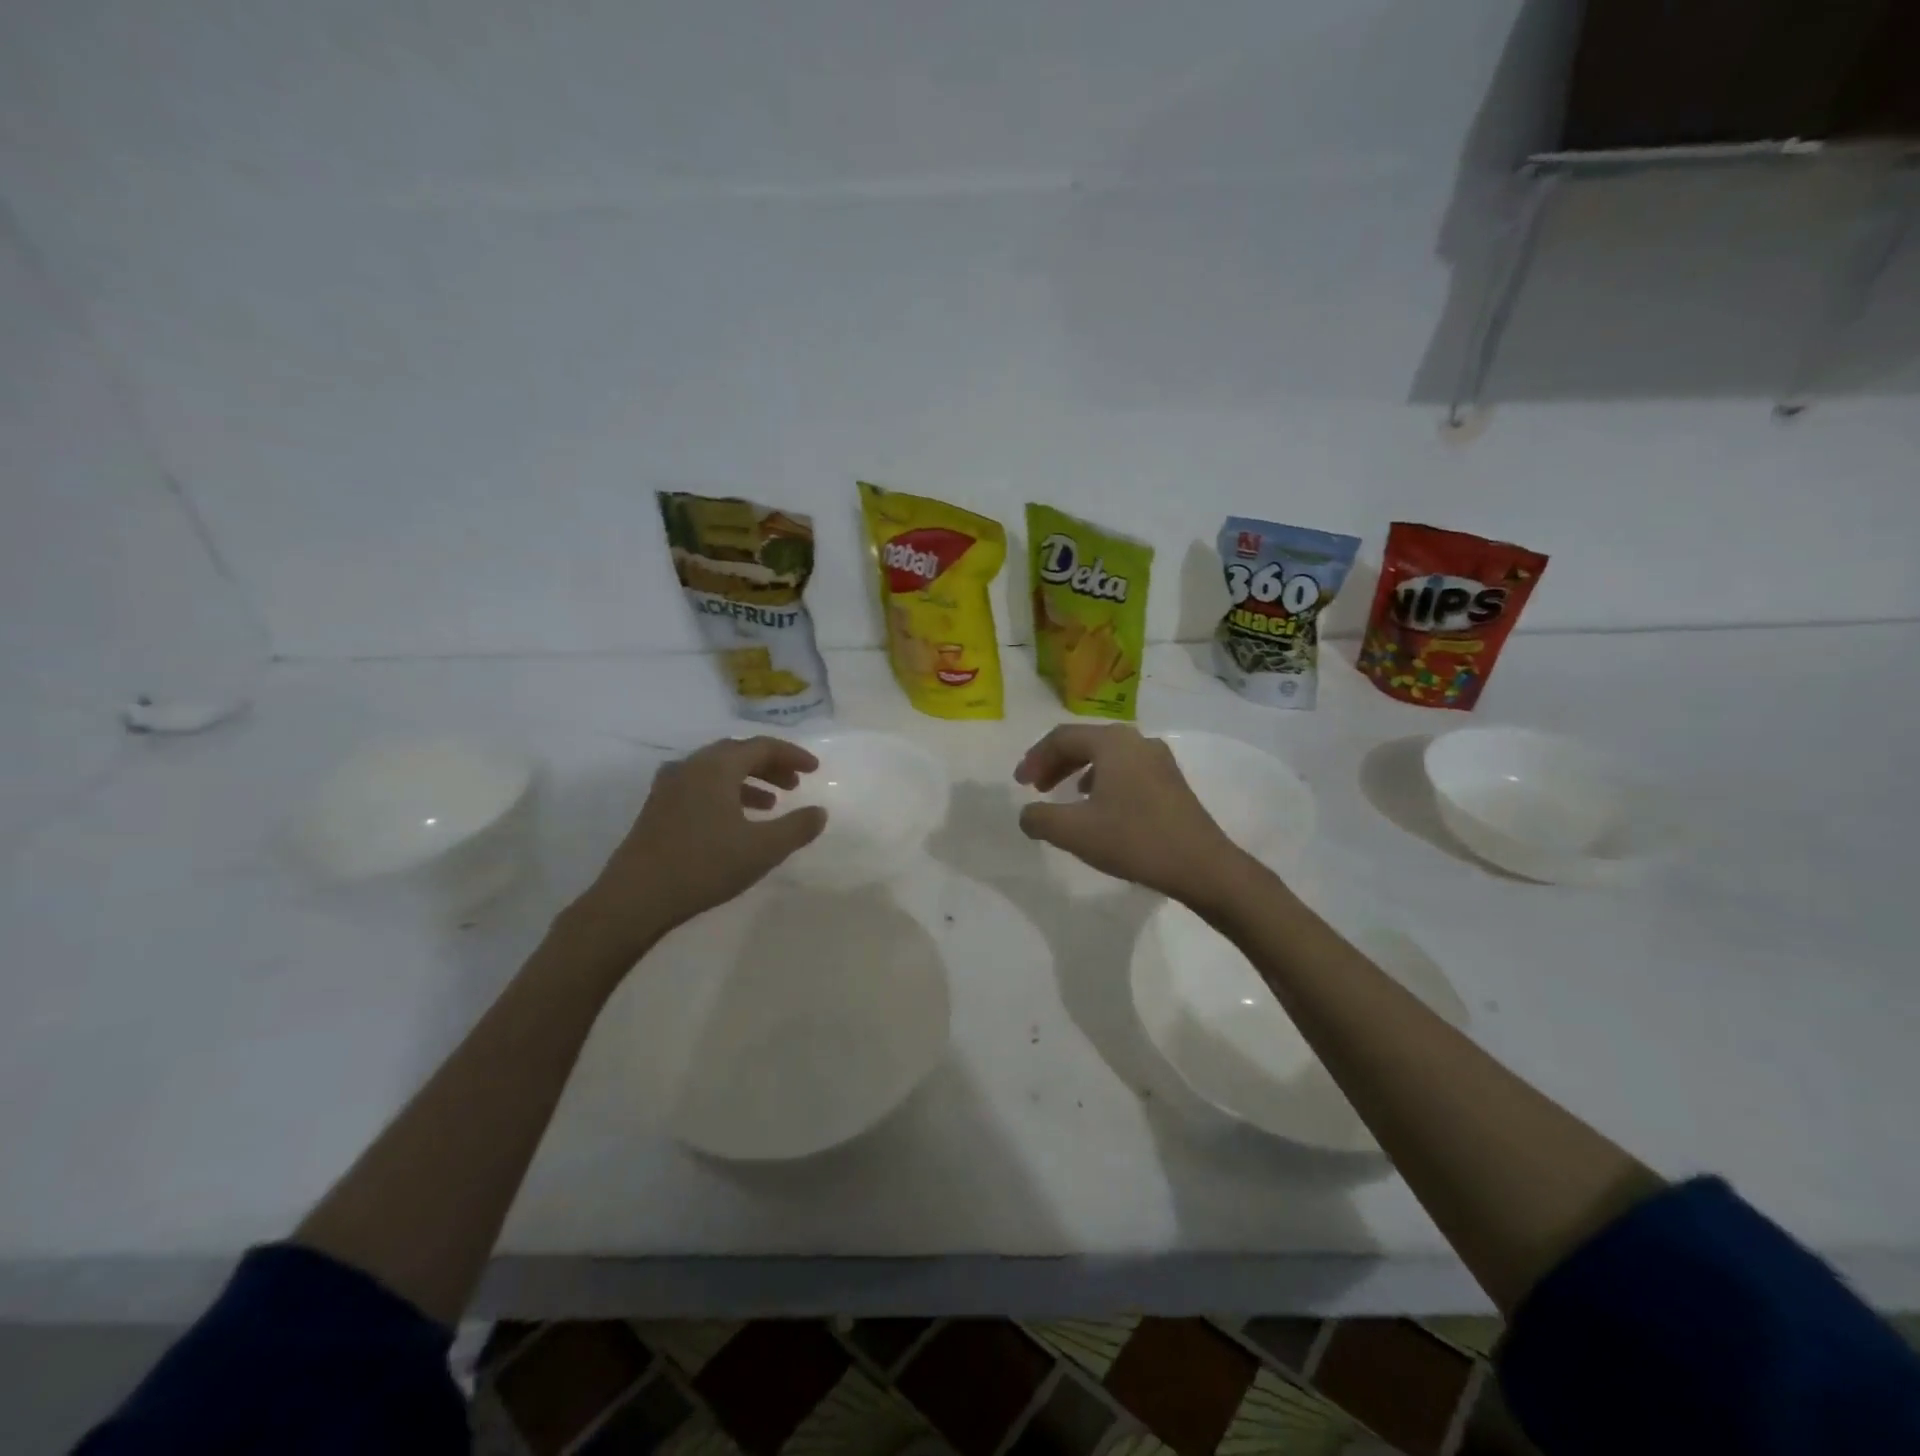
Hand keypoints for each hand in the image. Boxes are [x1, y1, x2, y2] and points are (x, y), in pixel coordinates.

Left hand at [570, 736, 826, 953]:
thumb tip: (819, 812)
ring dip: (748, 781)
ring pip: (717, 771)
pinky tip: (734, 821)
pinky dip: (725, 794)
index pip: (762, 746)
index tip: (816, 769)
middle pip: (738, 753)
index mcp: (716, 767)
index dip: (792, 755)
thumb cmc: (704, 866)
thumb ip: (797, 827)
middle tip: (795, 784)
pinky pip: (700, 787)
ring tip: (771, 804)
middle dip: (770, 766)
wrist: (634, 898)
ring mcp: (669, 786)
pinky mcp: (657, 808)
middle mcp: (691, 766)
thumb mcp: (762, 849)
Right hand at [1014, 724, 1246, 906]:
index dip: (1035, 758)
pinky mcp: (1171, 781)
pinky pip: (1126, 769)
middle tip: (1036, 787)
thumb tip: (1028, 813)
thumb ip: (1040, 818)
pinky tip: (1100, 805)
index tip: (1019, 784)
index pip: (1061, 738)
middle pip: (1085, 742)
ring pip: (1107, 756)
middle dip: (1055, 762)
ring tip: (1065, 795)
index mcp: (1112, 742)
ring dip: (1078, 771)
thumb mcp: (1074, 832)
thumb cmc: (1134, 840)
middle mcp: (1136, 741)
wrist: (1202, 866)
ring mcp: (1158, 760)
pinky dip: (1103, 780)